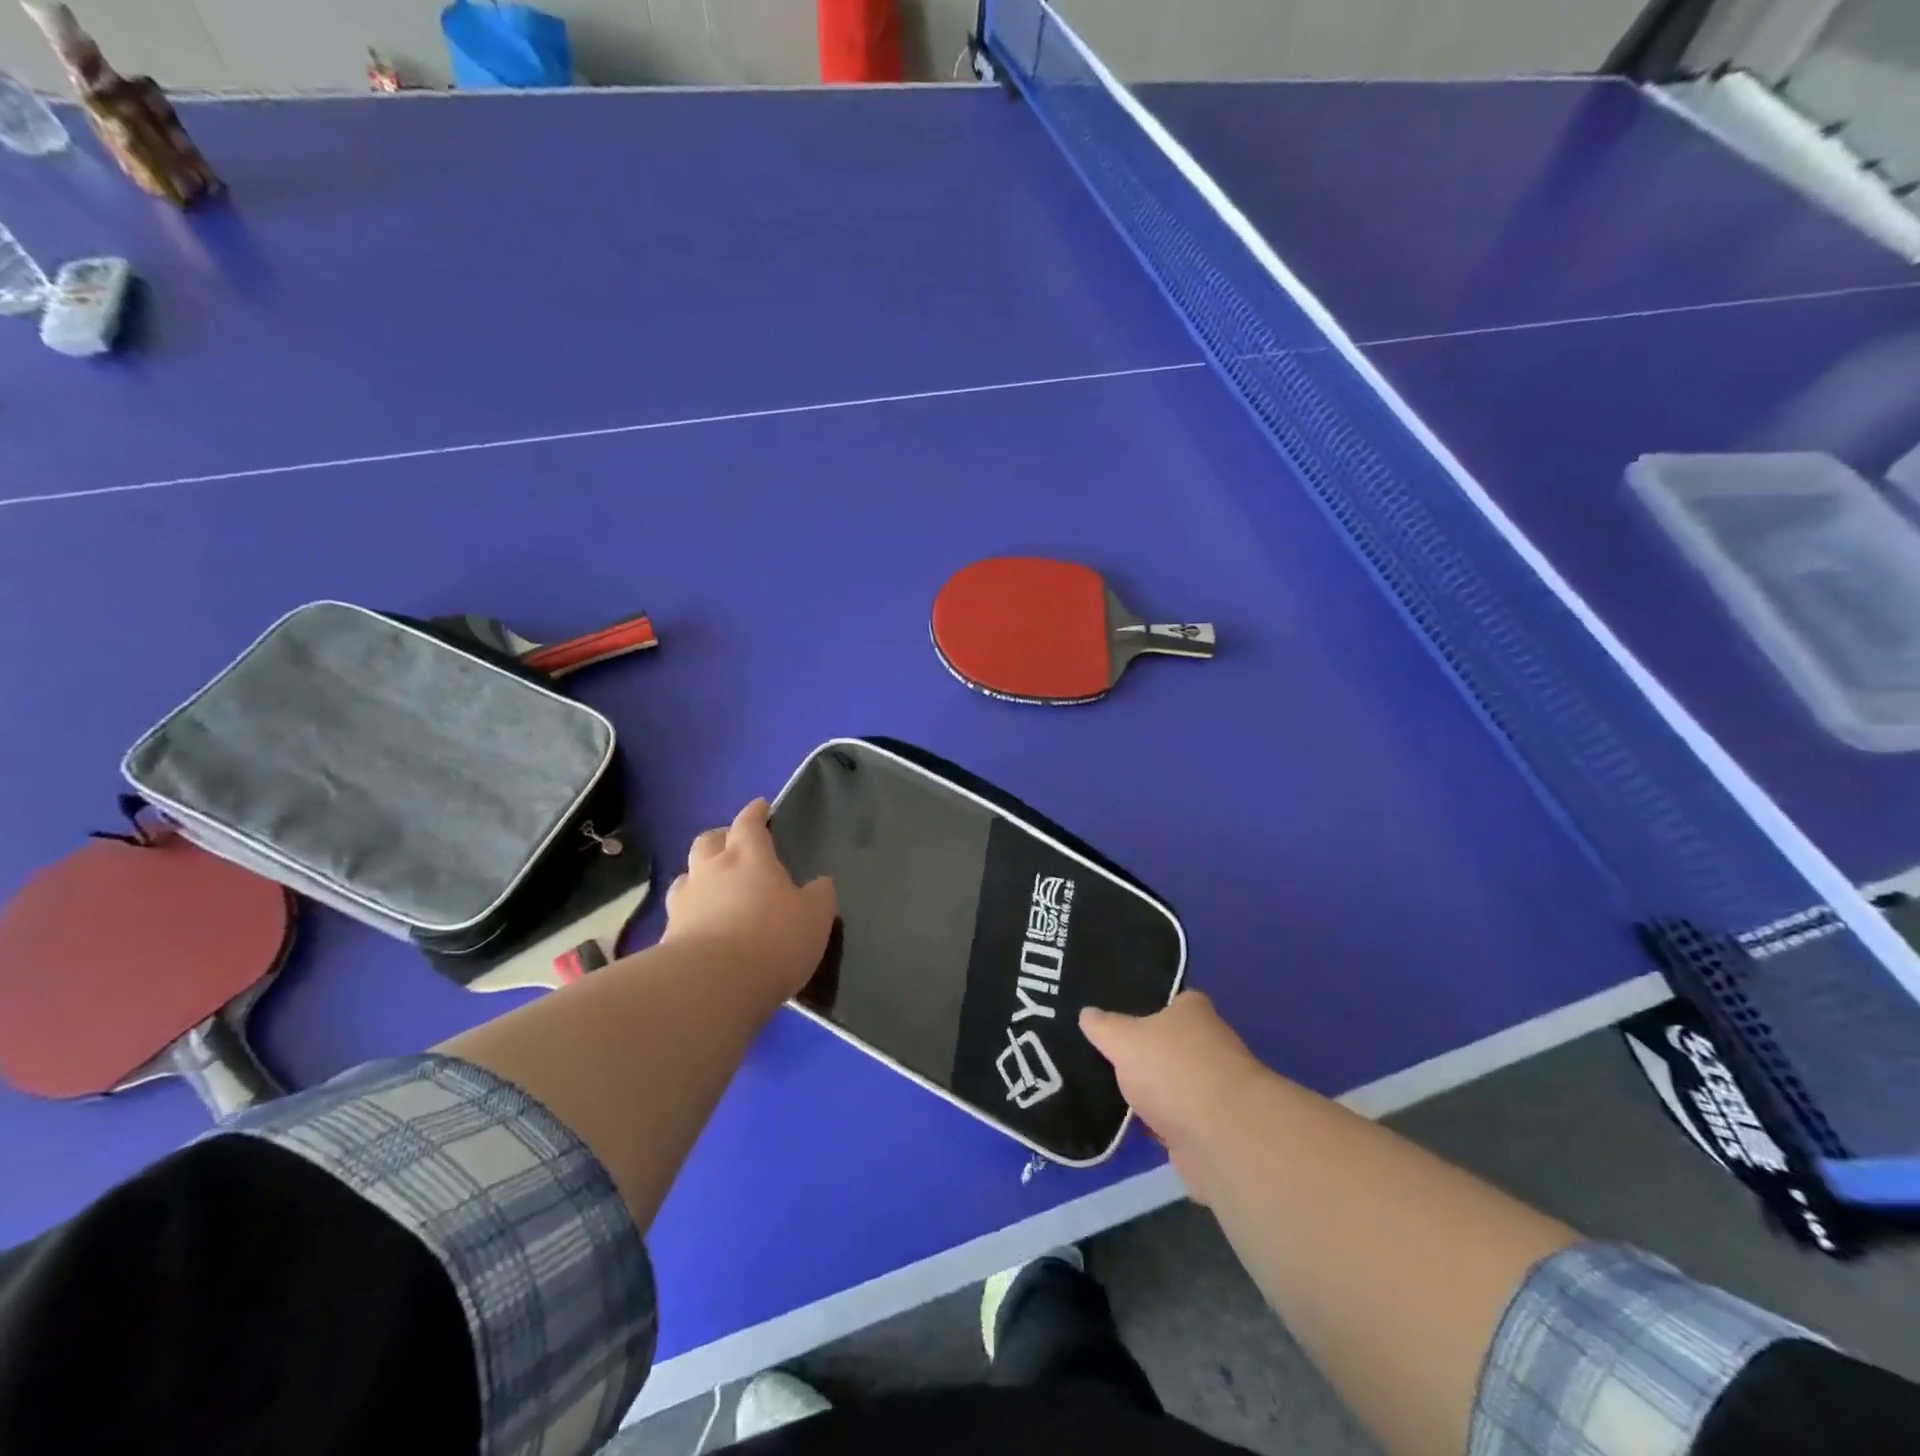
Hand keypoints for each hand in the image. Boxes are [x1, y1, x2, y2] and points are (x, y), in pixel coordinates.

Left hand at [663, 799, 837, 1002]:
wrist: (712, 985)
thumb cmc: (773, 939)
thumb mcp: (815, 916)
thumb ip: (819, 895)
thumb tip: (819, 884)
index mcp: (748, 857)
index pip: (749, 823)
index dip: (755, 813)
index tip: (760, 806)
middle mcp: (711, 870)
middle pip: (708, 841)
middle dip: (721, 838)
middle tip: (733, 846)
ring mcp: (684, 902)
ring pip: (687, 876)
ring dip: (699, 875)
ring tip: (713, 888)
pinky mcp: (667, 936)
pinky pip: (679, 914)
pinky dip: (691, 914)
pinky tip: (701, 928)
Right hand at [1080, 991, 1265, 1203]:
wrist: (1221, 1138)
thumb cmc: (1173, 1069)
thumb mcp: (1124, 1038)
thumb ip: (1103, 1026)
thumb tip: (1087, 1013)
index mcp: (1193, 1011)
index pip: (1167, 1000)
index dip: (1142, 1005)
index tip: (1112, 1013)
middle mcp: (1208, 1044)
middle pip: (1167, 1043)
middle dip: (1141, 1051)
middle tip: (1099, 1052)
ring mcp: (1210, 1089)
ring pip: (1168, 1084)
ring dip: (1147, 1092)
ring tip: (1103, 1088)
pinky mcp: (1208, 1129)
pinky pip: (1171, 1120)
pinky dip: (1153, 1124)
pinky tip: (1122, 1124)